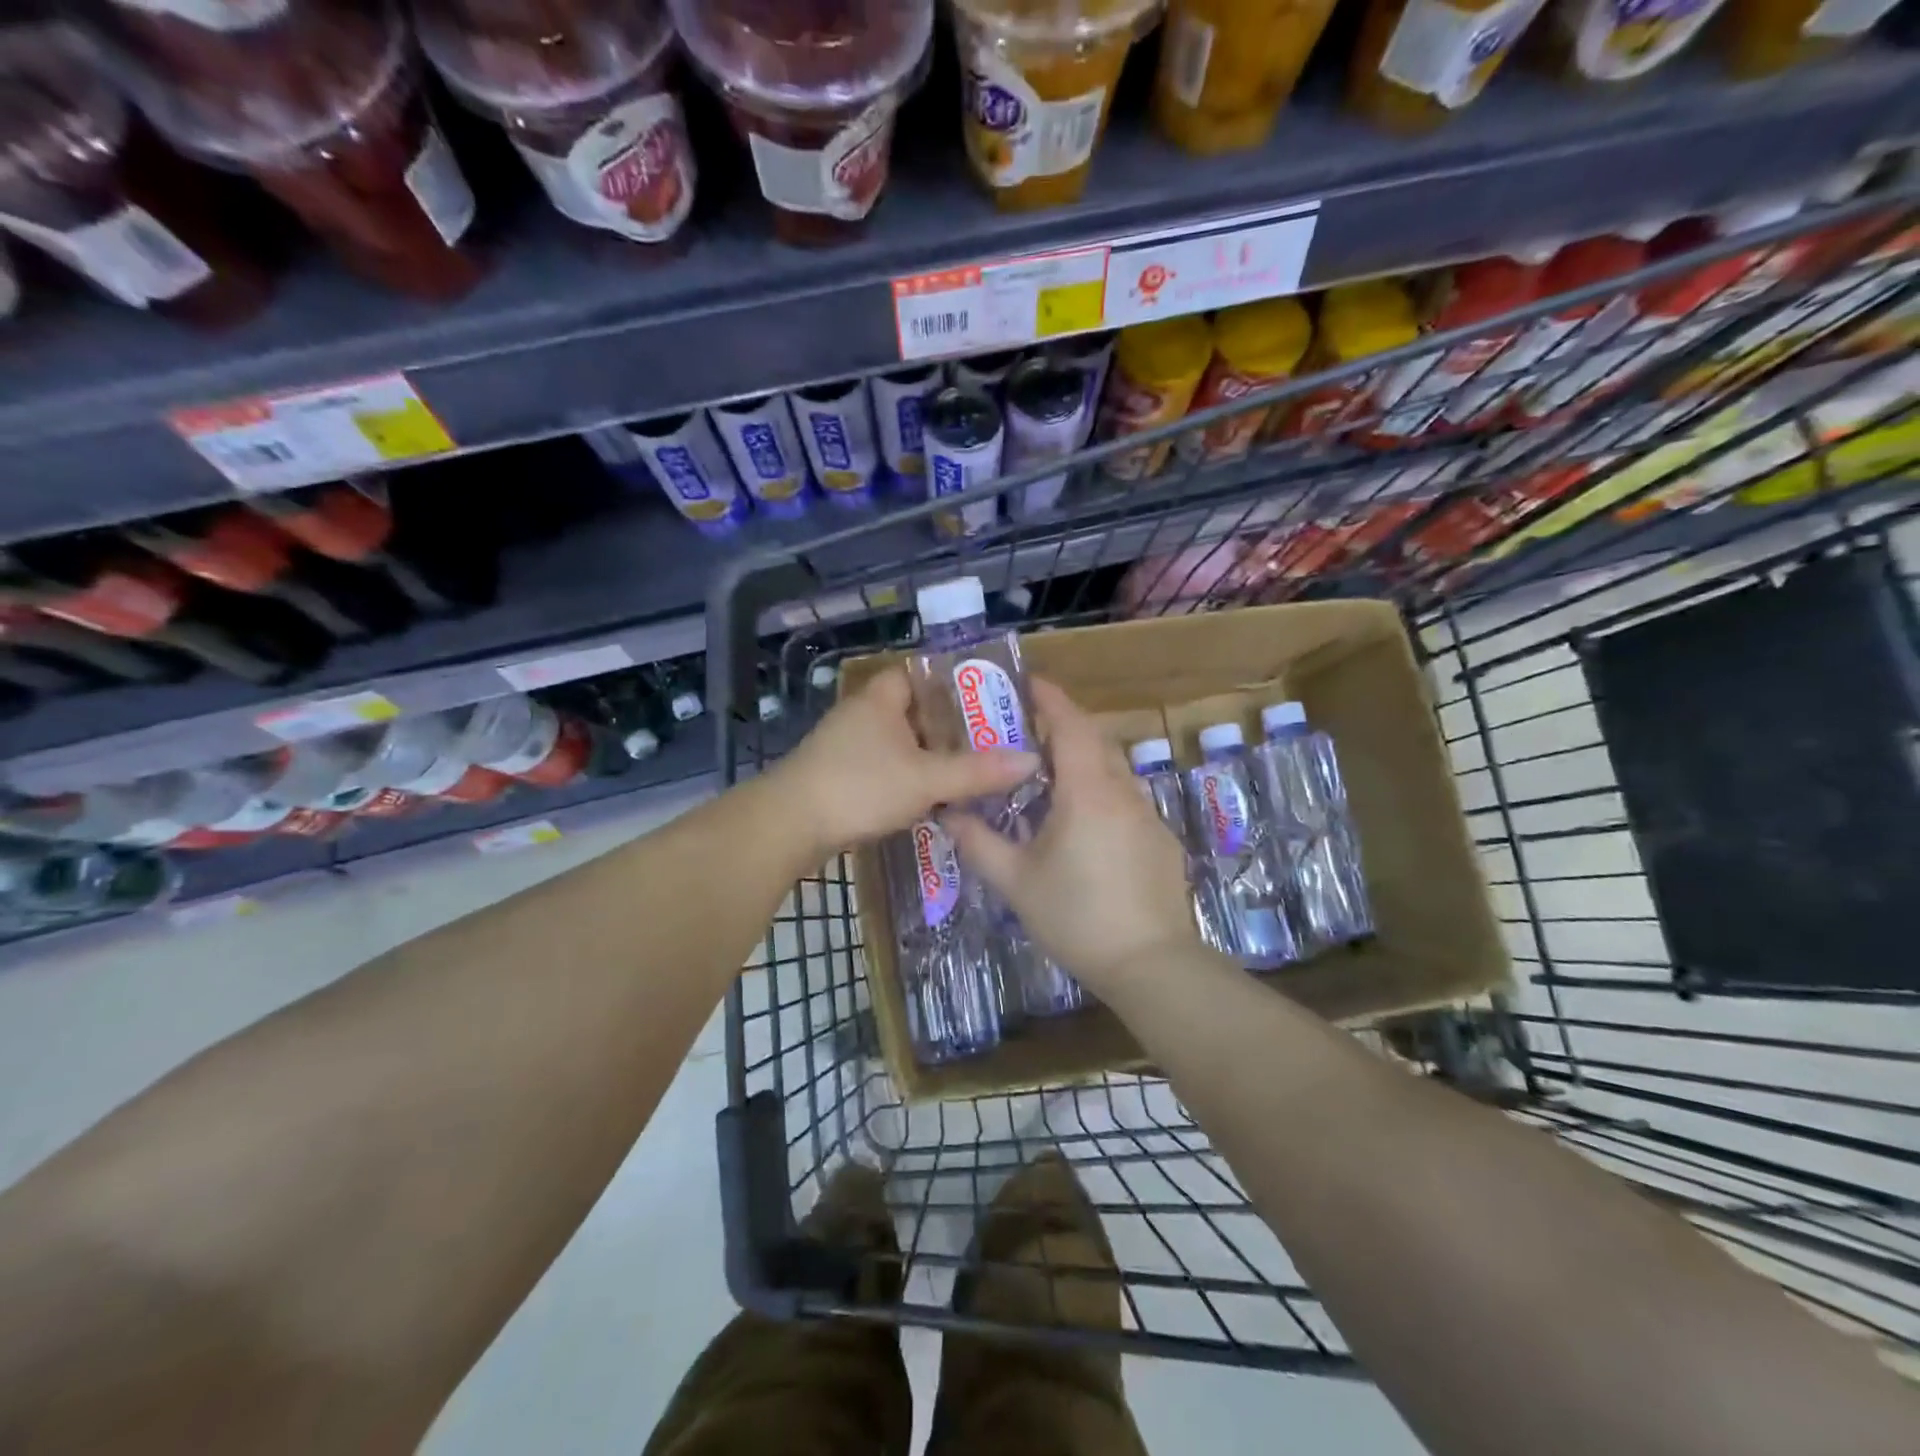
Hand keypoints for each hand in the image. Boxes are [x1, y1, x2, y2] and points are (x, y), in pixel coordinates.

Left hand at [772, 667, 1040, 857]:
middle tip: (989, 741)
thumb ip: (977, 772)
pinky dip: (908, 777)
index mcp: (881, 699)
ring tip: (970, 770)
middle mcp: (861, 715)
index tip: (986, 700)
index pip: (919, 673)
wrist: (789, 826)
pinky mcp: (838, 776)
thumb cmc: (859, 787)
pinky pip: (884, 768)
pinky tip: (932, 798)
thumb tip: (1030, 761)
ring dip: (928, 756)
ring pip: (899, 743)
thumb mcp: (927, 779)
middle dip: (948, 726)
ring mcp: (845, 746)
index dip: (952, 682)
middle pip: (913, 711)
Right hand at [945, 678, 1206, 994]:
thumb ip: (978, 842)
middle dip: (1064, 726)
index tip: (1028, 683)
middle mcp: (1123, 791)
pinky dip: (1101, 790)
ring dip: (1084, 759)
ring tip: (1050, 776)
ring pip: (1113, 770)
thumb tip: (948, 813)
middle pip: (1095, 740)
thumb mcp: (1015, 881)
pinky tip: (1083, 824)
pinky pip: (1127, 798)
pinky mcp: (1160, 840)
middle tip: (1028, 730)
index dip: (1050, 699)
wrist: (1149, 963)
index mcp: (1088, 791)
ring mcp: (1148, 815)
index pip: (1070, 725)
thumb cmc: (1076, 916)